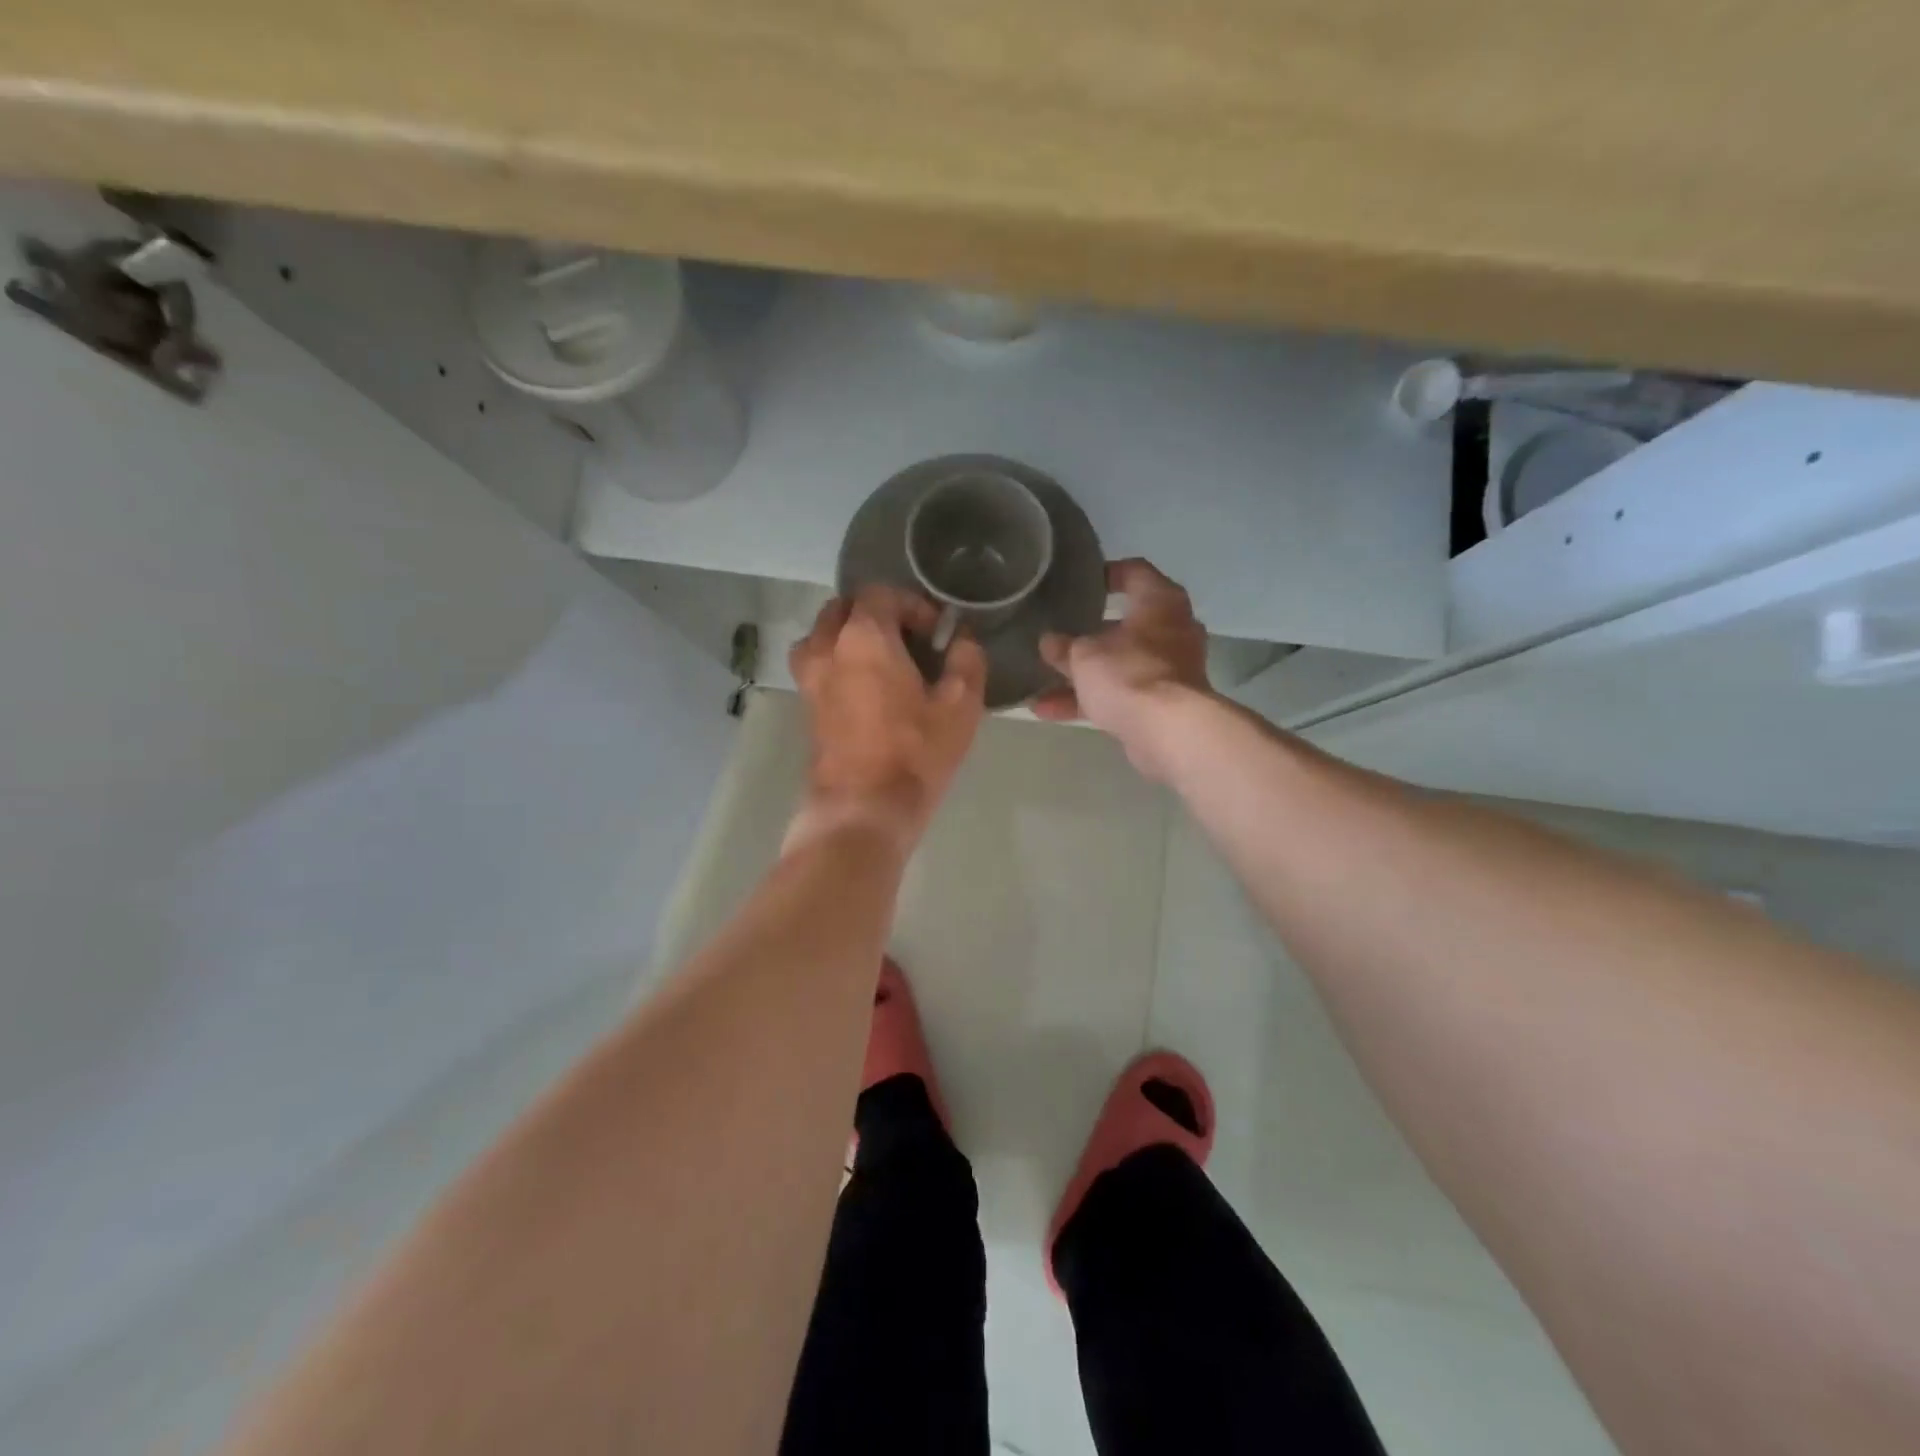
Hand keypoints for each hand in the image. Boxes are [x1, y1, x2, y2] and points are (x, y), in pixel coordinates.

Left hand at [788, 585, 986, 851]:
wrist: (863, 808)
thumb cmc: (915, 753)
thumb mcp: (960, 706)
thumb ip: (966, 661)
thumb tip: (962, 640)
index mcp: (864, 637)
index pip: (880, 593)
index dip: (911, 603)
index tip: (934, 632)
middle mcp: (827, 648)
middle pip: (843, 608)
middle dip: (876, 613)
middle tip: (908, 640)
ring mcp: (810, 678)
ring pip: (822, 635)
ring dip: (849, 636)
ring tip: (881, 661)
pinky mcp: (805, 707)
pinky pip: (817, 665)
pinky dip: (838, 661)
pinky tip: (867, 689)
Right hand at [1035, 558, 1211, 779]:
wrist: (1168, 731)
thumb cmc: (1128, 673)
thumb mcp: (1083, 655)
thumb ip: (1064, 647)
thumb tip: (1050, 642)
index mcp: (1159, 602)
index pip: (1134, 572)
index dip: (1107, 574)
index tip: (1081, 582)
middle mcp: (1171, 630)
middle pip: (1125, 624)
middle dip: (1089, 635)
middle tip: (1058, 633)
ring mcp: (1169, 670)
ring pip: (1118, 665)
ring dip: (1081, 675)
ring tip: (1040, 682)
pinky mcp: (1162, 704)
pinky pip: (1120, 694)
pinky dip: (1089, 700)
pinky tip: (1048, 712)